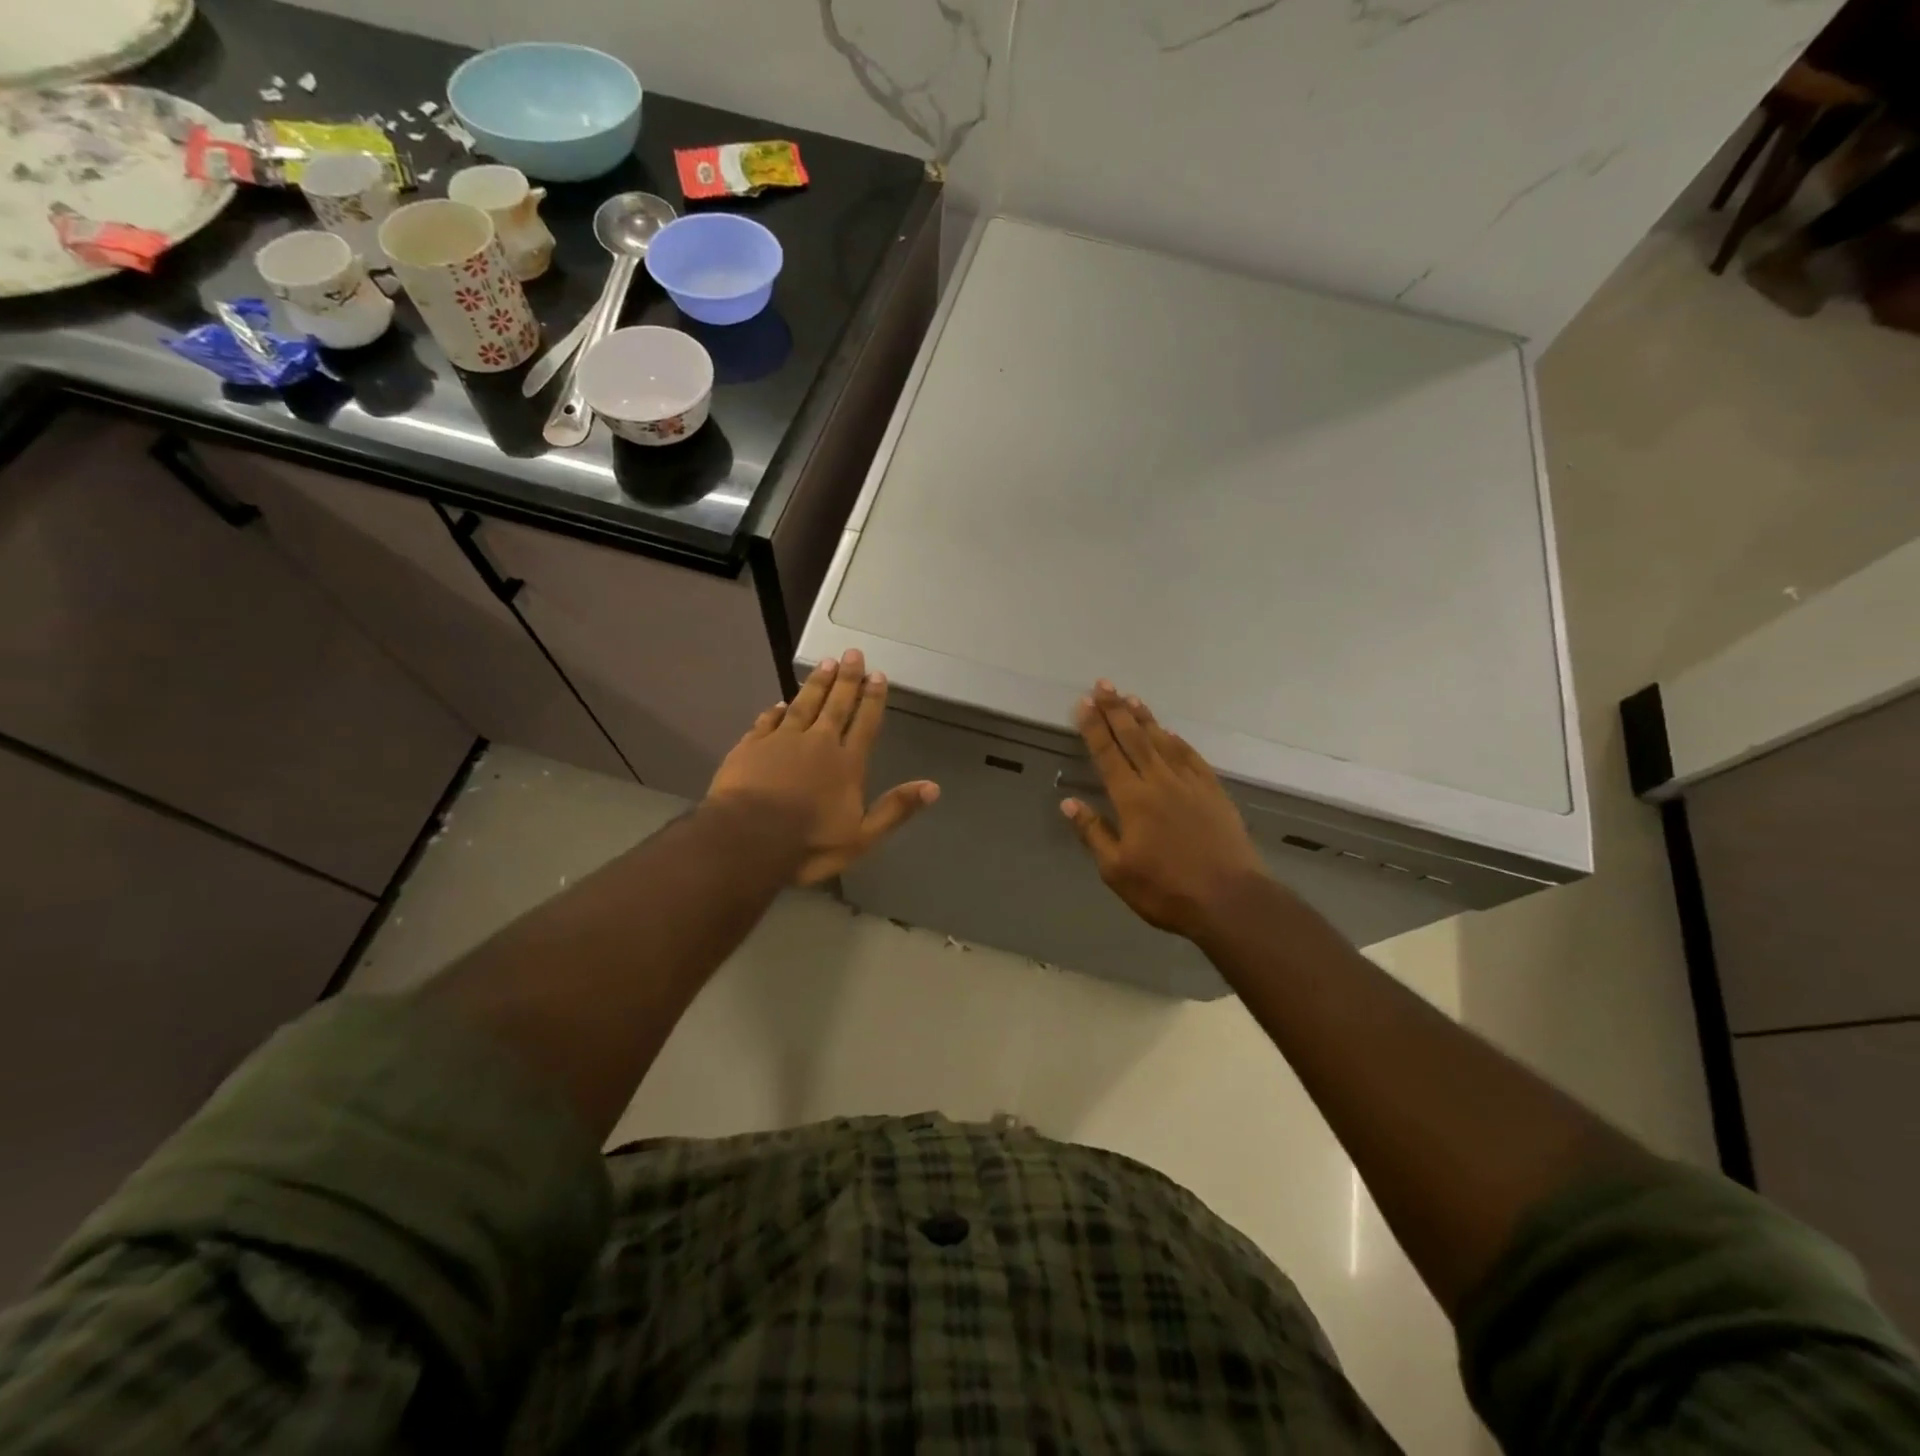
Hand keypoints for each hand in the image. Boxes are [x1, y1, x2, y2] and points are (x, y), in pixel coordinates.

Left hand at [706, 649, 938, 886]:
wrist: (747, 839)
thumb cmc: (809, 843)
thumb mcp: (862, 837)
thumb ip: (895, 809)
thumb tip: (933, 787)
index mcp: (847, 764)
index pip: (864, 724)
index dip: (873, 699)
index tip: (878, 675)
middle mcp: (818, 743)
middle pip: (836, 705)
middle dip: (847, 680)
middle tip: (853, 654)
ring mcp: (782, 741)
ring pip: (803, 704)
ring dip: (816, 684)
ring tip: (826, 663)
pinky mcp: (751, 746)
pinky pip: (768, 721)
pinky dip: (776, 710)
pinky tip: (780, 703)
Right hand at [1061, 682, 1267, 940]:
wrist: (1230, 900)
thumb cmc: (1166, 890)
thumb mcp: (1117, 871)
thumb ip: (1093, 833)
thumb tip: (1069, 802)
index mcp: (1132, 799)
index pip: (1108, 754)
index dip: (1093, 727)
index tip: (1083, 703)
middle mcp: (1159, 782)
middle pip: (1134, 738)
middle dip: (1116, 710)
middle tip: (1103, 684)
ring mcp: (1190, 784)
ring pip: (1163, 741)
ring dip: (1145, 718)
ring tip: (1131, 698)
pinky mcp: (1214, 793)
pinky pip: (1192, 757)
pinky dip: (1178, 741)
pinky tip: (1170, 732)